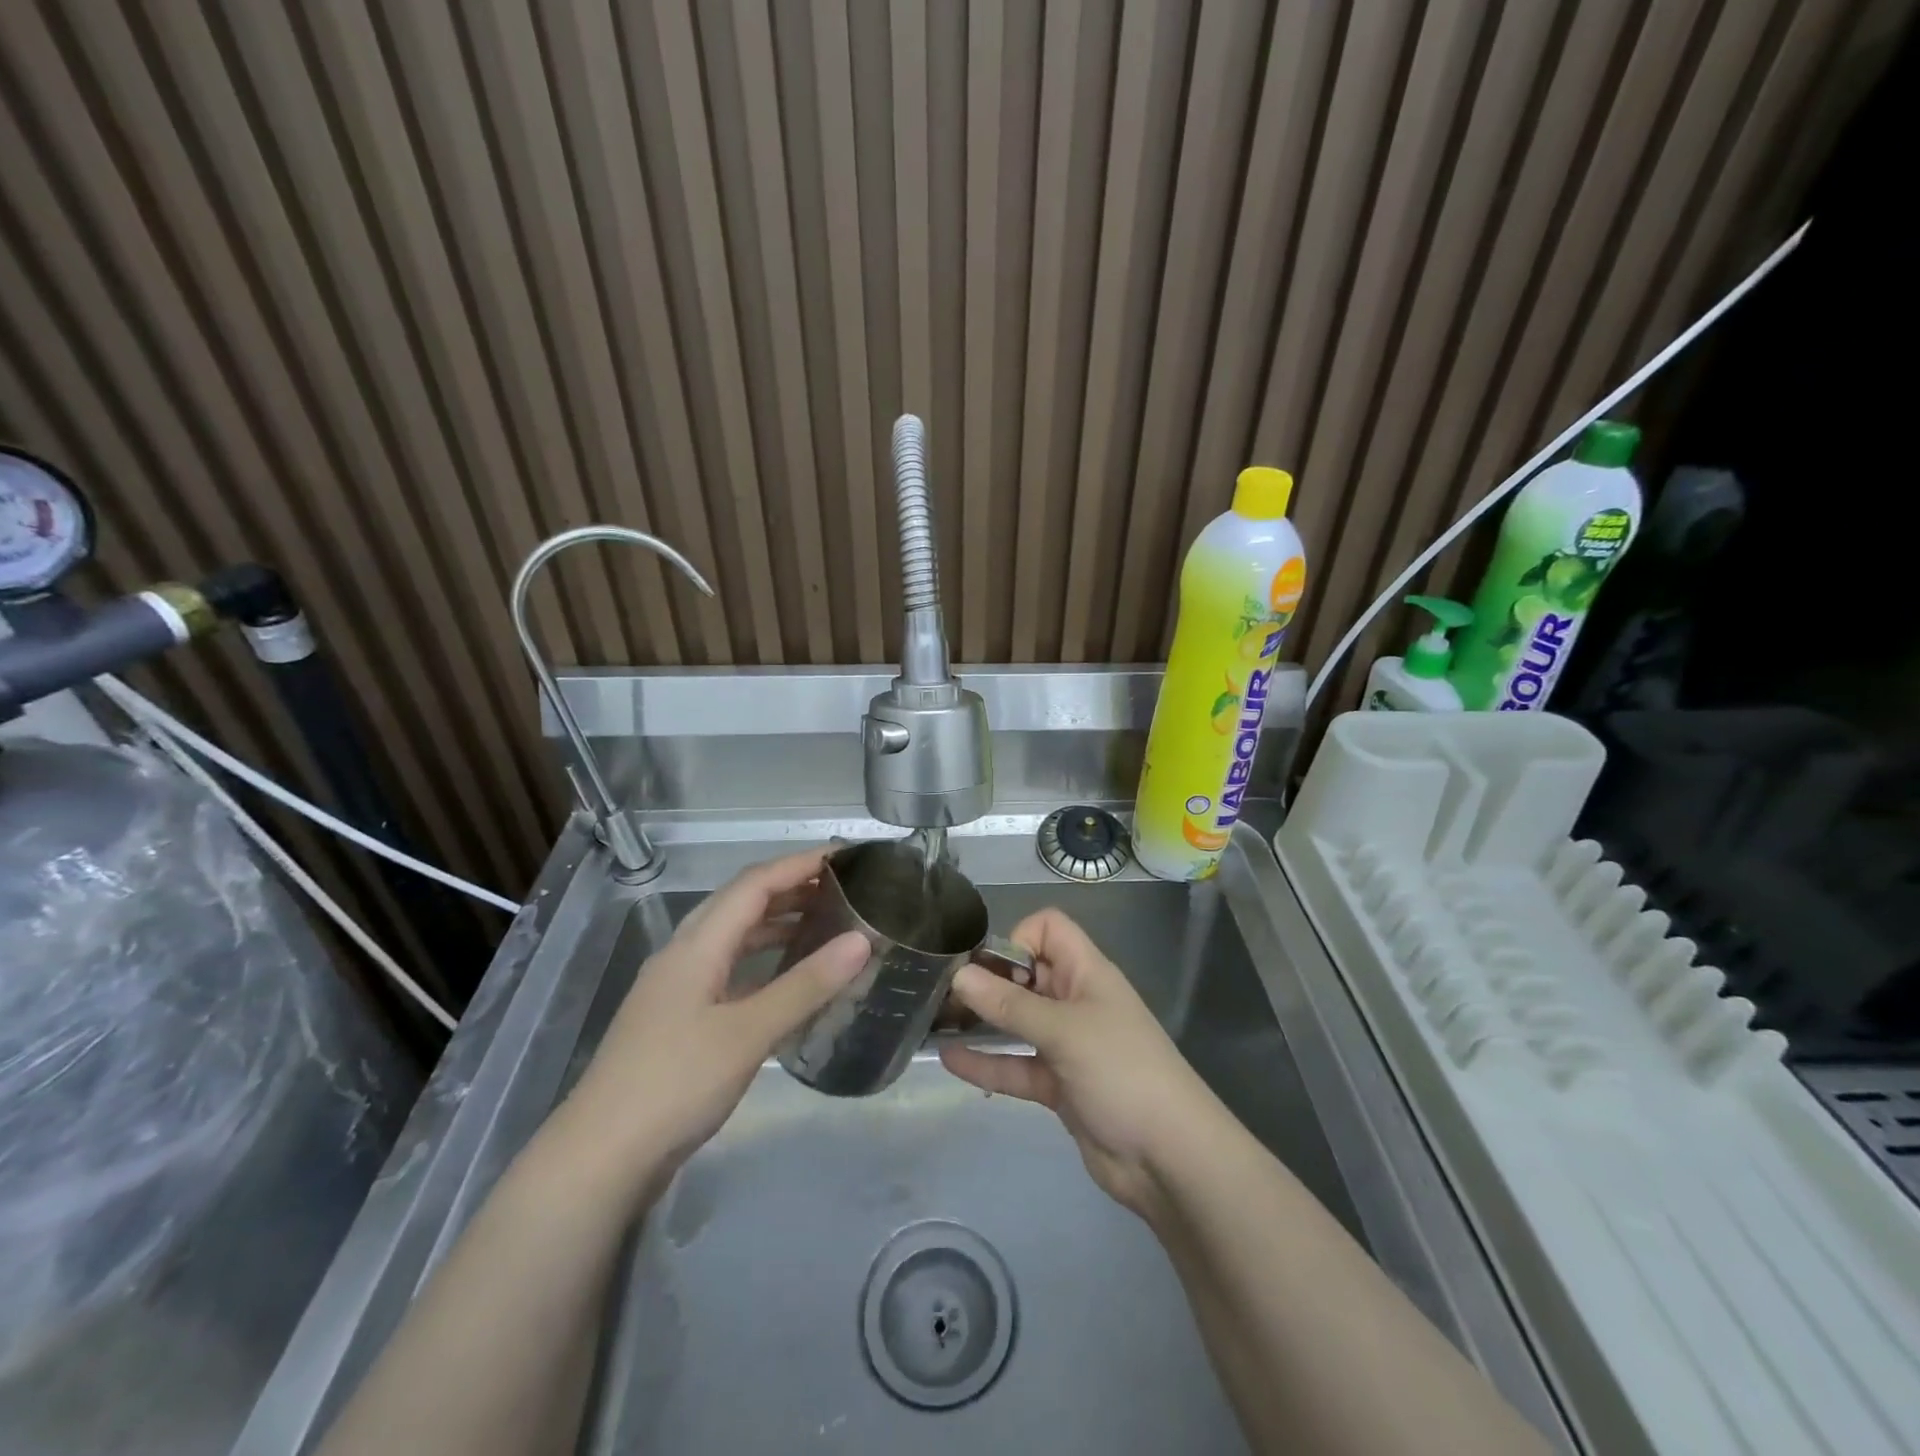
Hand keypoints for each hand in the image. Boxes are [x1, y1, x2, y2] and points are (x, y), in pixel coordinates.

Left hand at [564, 847, 866, 1191]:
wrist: (600, 1159)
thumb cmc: (675, 1084)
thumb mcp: (748, 1034)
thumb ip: (805, 985)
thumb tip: (861, 940)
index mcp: (696, 945)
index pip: (753, 884)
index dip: (799, 864)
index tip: (846, 858)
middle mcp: (684, 954)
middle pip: (741, 903)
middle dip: (791, 887)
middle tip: (843, 888)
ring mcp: (678, 988)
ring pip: (733, 937)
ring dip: (776, 923)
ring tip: (826, 924)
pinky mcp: (680, 1020)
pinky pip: (729, 970)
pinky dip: (763, 961)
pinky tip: (788, 979)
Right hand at [939, 908, 1224, 1220]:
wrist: (1169, 1158)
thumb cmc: (1122, 1072)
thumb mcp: (1064, 1031)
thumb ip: (1009, 1005)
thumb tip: (959, 975)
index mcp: (1087, 973)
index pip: (1048, 929)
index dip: (1017, 939)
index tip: (991, 969)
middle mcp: (1076, 1000)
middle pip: (1027, 974)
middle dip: (988, 979)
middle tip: (943, 994)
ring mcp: (1067, 1044)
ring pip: (1018, 1021)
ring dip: (982, 1020)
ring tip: (935, 1021)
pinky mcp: (1059, 1085)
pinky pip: (1017, 1064)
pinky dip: (987, 1062)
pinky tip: (949, 1060)